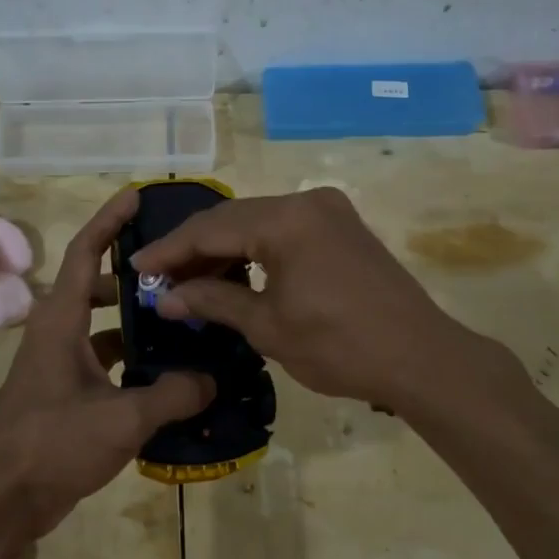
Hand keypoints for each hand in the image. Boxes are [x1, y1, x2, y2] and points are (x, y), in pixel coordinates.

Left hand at [0, 188, 214, 542]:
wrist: (1, 501)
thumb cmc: (52, 444)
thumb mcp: (121, 418)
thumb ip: (171, 395)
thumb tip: (211, 381)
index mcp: (61, 320)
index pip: (87, 251)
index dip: (111, 220)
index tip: (138, 196)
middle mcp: (57, 333)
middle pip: (97, 285)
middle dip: (135, 275)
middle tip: (179, 273)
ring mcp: (58, 364)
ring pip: (101, 326)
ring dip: (134, 321)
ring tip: (181, 320)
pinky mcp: (64, 393)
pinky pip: (102, 360)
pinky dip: (129, 360)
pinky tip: (164, 375)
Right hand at [133, 187, 496, 409]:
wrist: (421, 358)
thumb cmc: (339, 346)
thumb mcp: (267, 326)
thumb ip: (212, 301)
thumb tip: (164, 298)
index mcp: (286, 219)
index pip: (210, 228)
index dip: (170, 250)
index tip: (137, 268)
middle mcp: (306, 201)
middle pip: (233, 219)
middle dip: (193, 249)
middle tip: (159, 278)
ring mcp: (328, 210)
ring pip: (257, 222)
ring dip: (223, 249)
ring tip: (190, 281)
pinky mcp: (342, 227)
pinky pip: (284, 230)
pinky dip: (255, 250)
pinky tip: (234, 273)